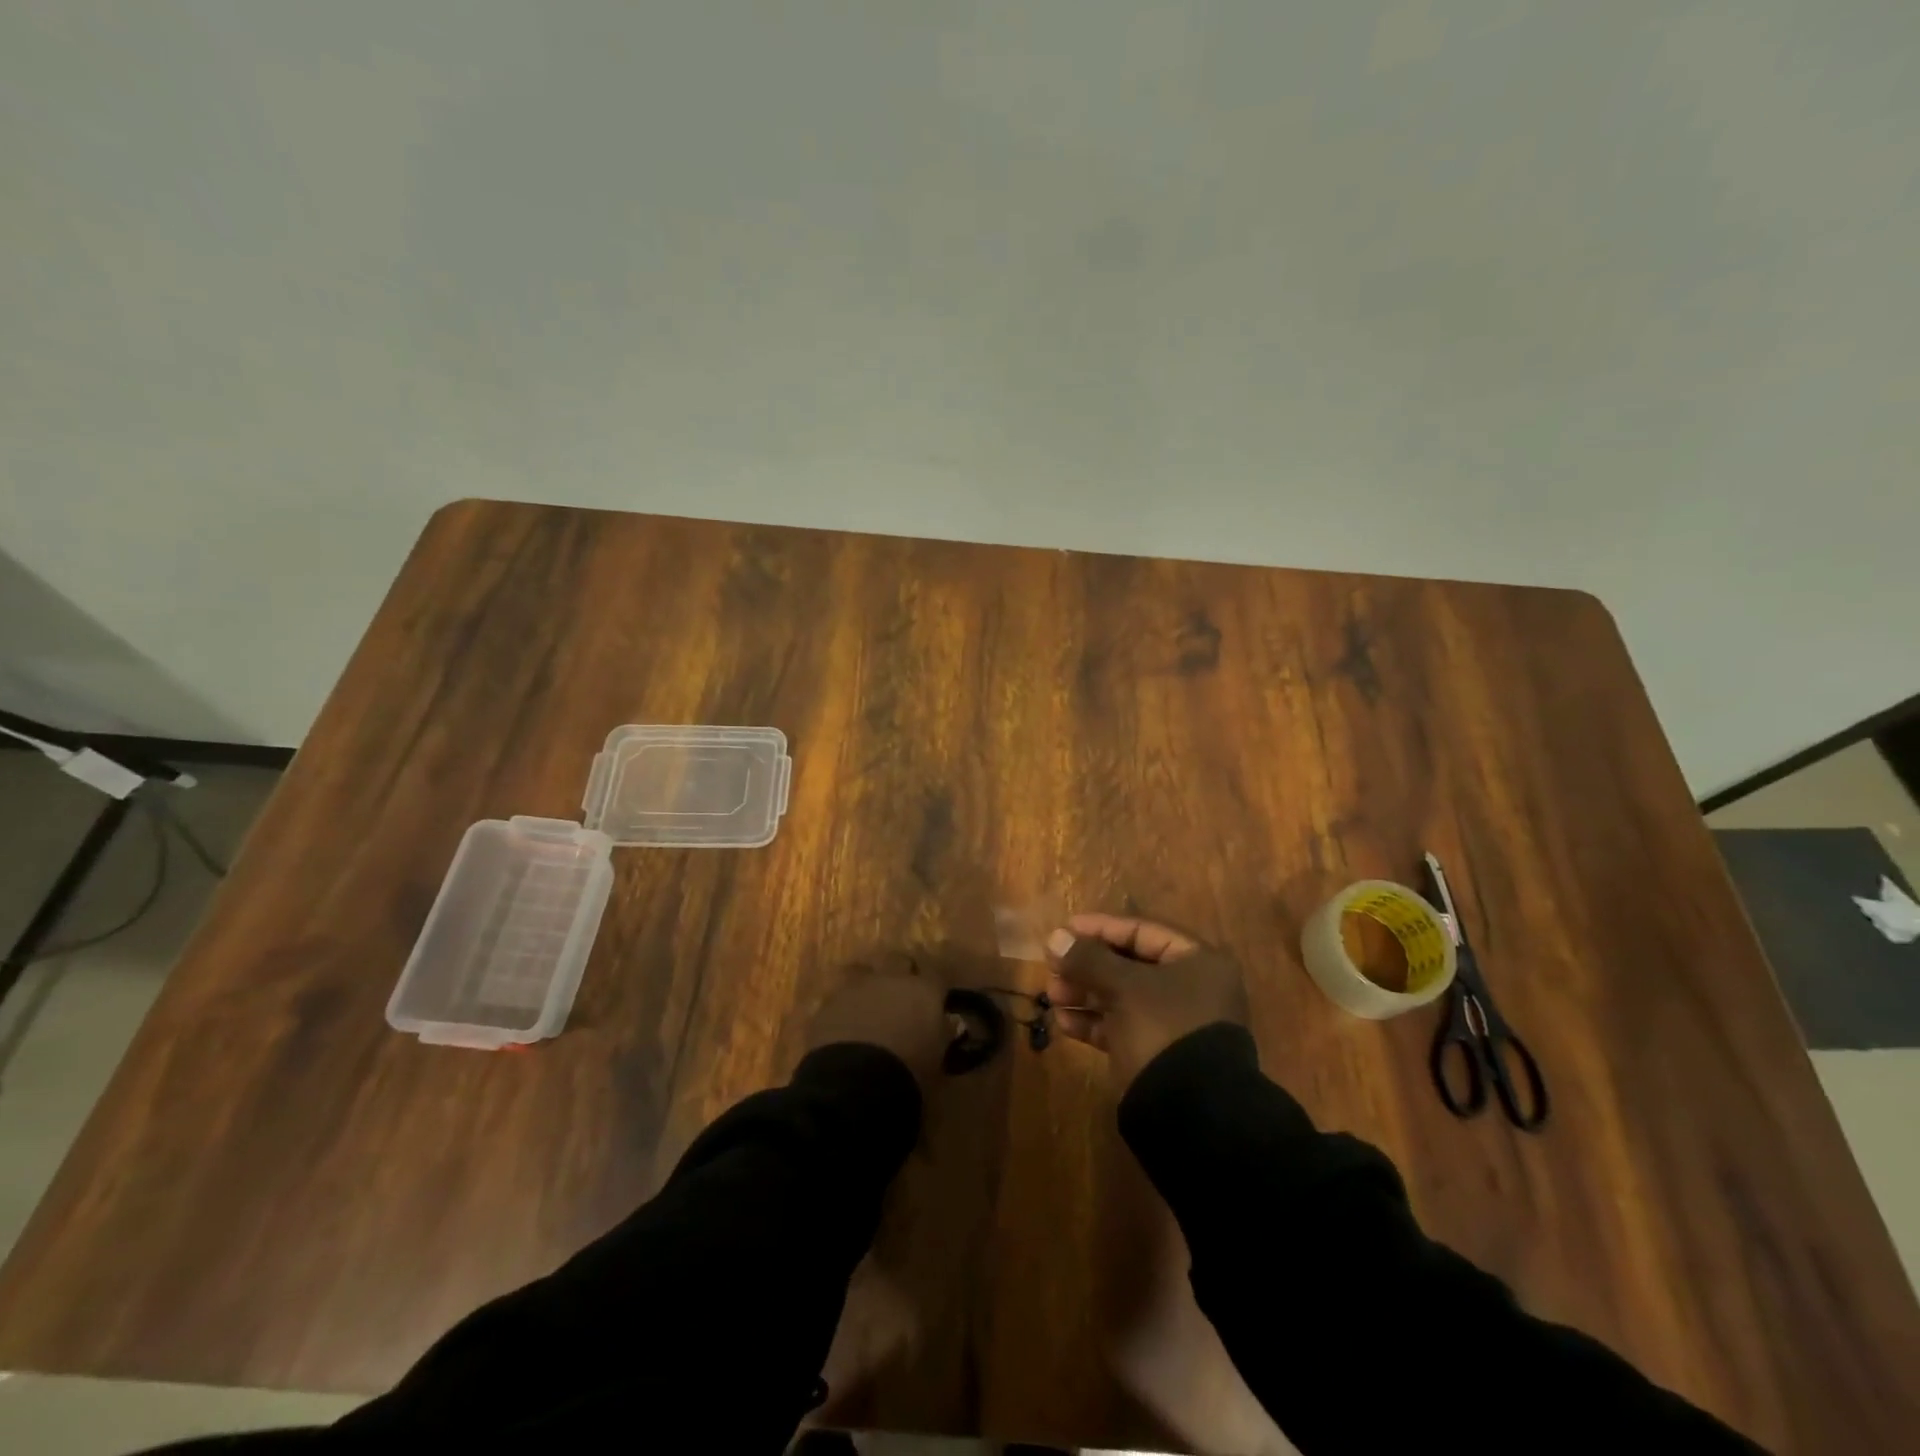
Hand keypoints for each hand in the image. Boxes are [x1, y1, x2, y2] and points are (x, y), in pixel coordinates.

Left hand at [805, 952, 950, 1089]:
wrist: (856, 1080)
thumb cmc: (909, 1071)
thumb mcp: (937, 1057)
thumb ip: (940, 1034)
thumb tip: (942, 1026)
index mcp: (923, 990)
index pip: (936, 976)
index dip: (935, 988)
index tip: (935, 1001)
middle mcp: (890, 979)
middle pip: (898, 960)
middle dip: (901, 972)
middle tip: (902, 995)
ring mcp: (856, 988)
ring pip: (863, 972)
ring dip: (868, 985)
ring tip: (868, 1005)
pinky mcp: (828, 1003)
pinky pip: (839, 998)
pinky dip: (844, 1008)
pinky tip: (844, 1025)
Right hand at [1045, 912, 1248, 1089]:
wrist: (1190, 1113)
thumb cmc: (1163, 1029)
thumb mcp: (1125, 987)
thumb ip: (1089, 959)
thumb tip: (1055, 937)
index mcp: (1197, 962)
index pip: (1141, 931)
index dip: (1100, 928)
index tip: (1064, 929)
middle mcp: (1190, 988)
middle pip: (1129, 964)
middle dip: (1087, 965)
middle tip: (1052, 966)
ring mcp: (1174, 1023)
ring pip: (1122, 997)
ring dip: (1085, 993)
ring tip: (1052, 994)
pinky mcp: (1157, 1053)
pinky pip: (1121, 1027)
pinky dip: (1094, 1022)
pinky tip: (1064, 1023)